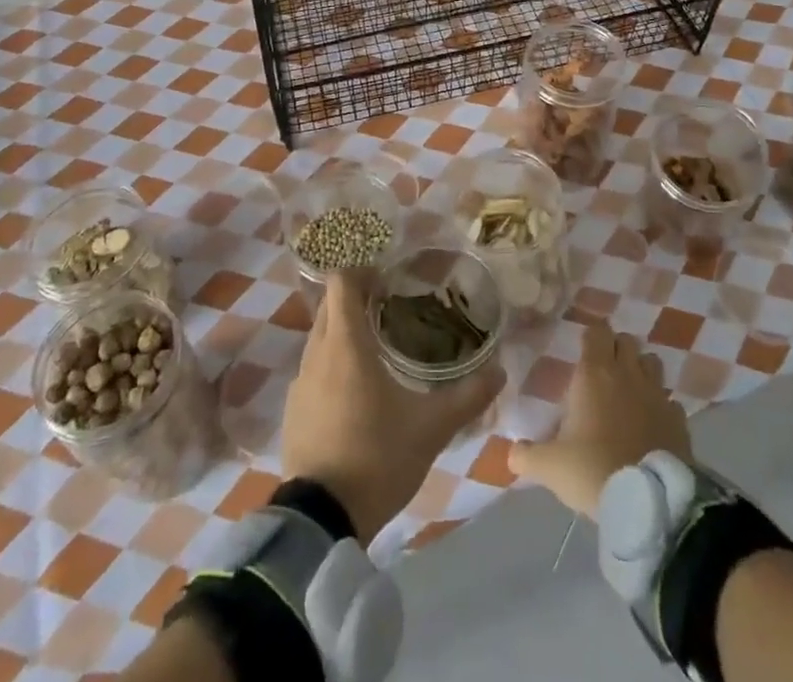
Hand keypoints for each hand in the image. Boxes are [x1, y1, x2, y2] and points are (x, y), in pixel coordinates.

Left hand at [280, 270, 503, 543]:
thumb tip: (500, 371)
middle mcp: (316, 354)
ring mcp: (299, 384)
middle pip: (330, 307)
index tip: (388, 277)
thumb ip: (468, 396)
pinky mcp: (292, 412)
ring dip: (343, 333)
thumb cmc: (377, 457)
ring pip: (320, 339)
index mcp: (346, 343)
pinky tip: (355, 392)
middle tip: (391, 307)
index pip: (341, 282)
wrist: (321, 521)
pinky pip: (313, 372)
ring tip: (377, 348)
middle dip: (356, 299)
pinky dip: (331, 366)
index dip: (361, 271)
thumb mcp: (431, 428)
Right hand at [507, 320, 690, 515]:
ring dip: (641, 370)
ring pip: (652, 362)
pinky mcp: (679, 419)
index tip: (582, 348)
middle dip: (615, 348)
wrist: (649, 503)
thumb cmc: (593, 471)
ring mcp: (657, 394)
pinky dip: (661, 405)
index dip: (590, 335)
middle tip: (602, 370)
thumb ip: (527, 456)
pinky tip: (652, 423)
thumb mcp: (550, 467)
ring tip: (629, 391)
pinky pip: (670, 400)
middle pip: (626, 340)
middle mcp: (628, 374)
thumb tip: (511, 453)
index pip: (596, 331)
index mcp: (594, 373)